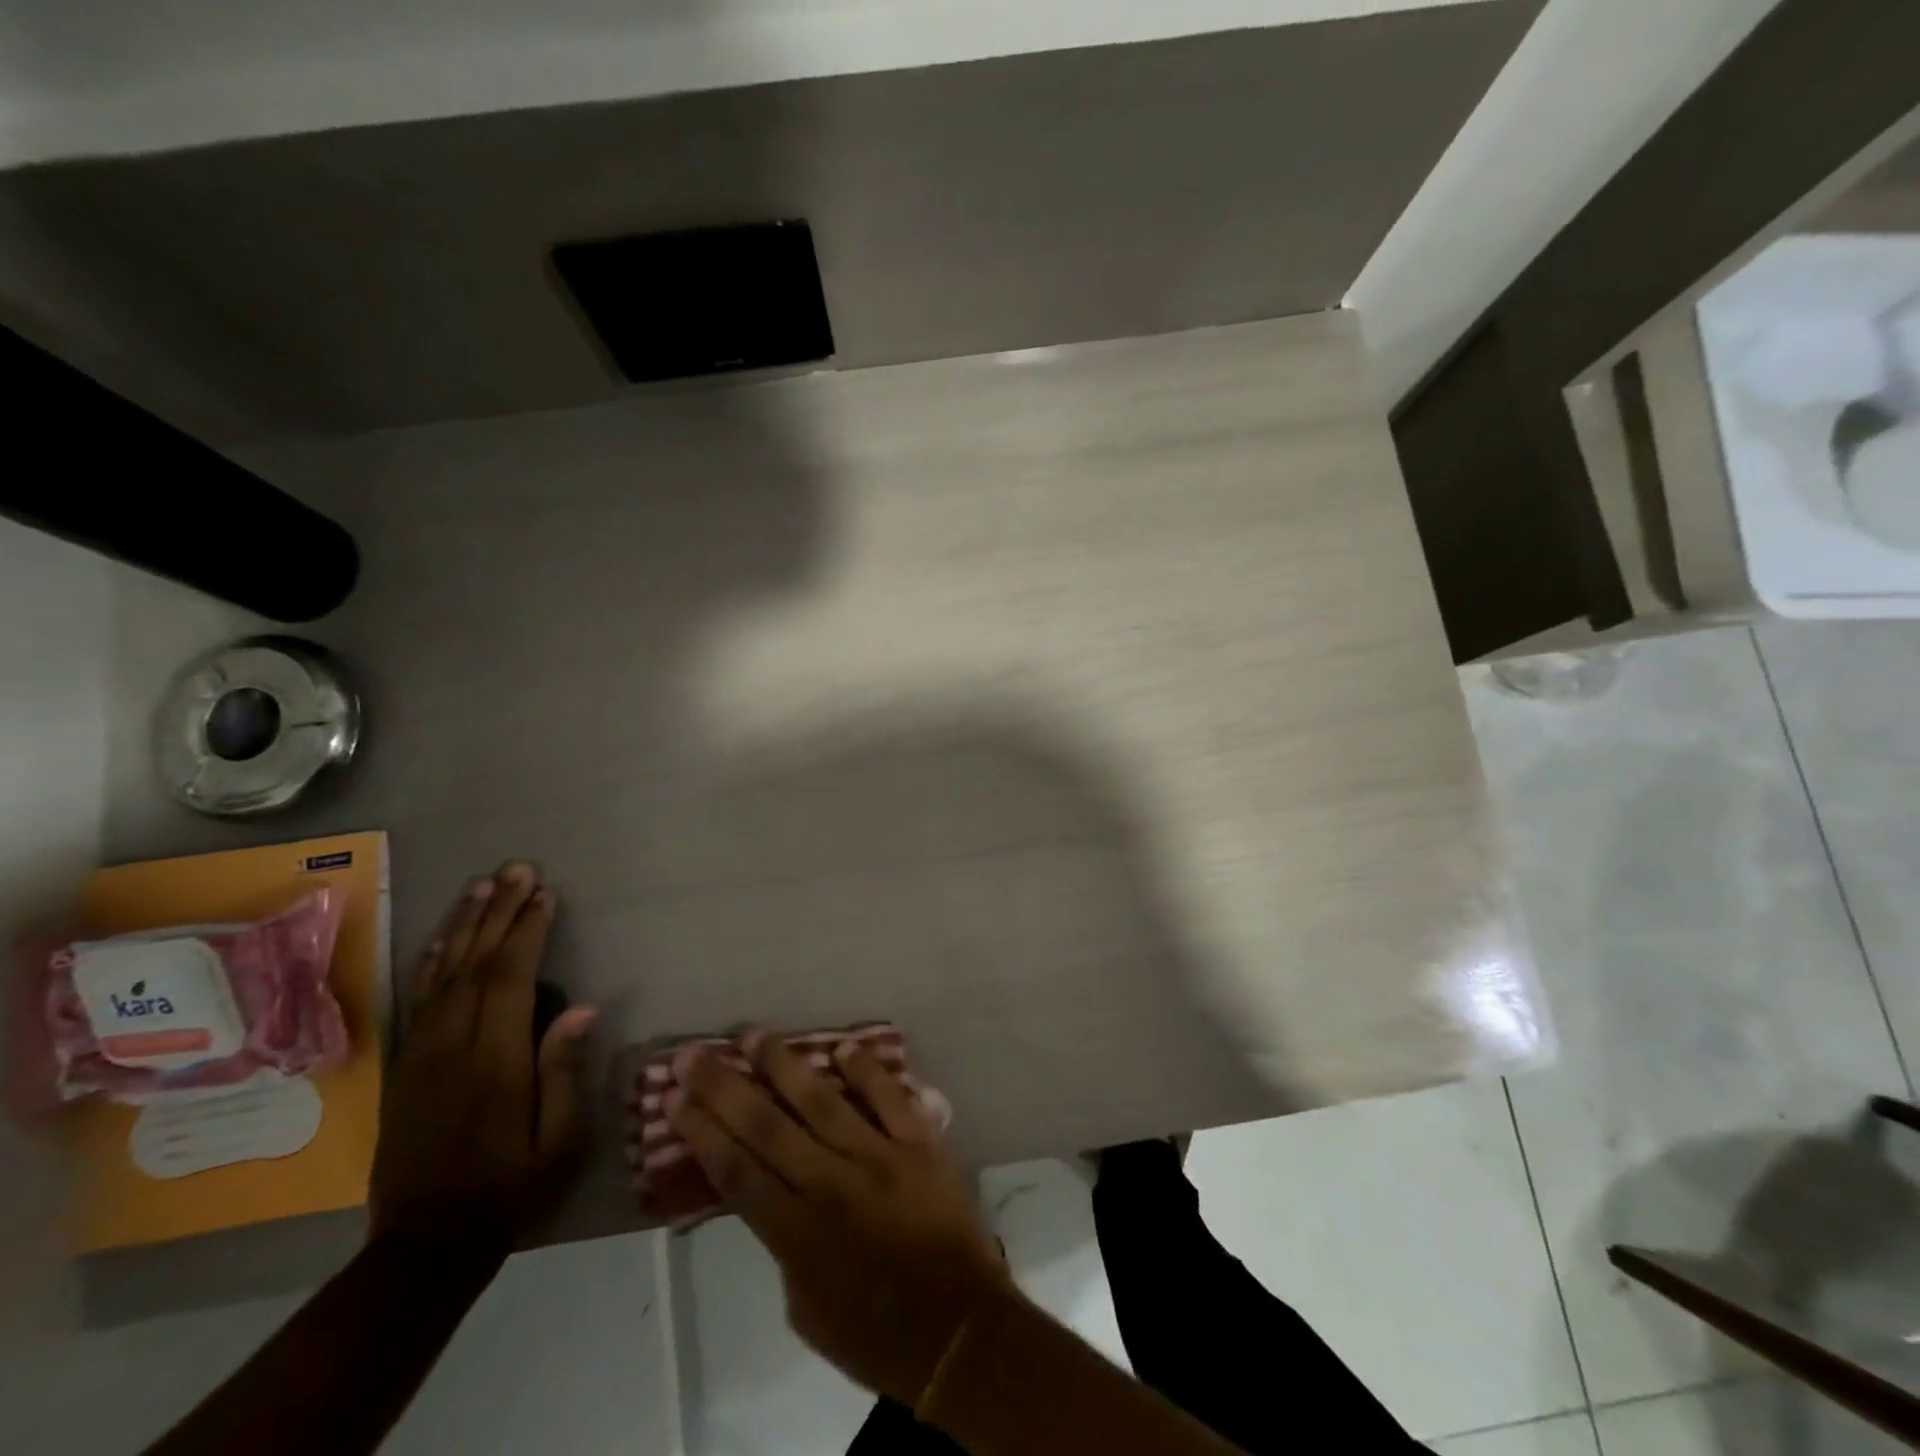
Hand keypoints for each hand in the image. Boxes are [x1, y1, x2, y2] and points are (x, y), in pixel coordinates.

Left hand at [370, 862, 596, 1249]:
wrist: (426, 1243)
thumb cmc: (510, 1188)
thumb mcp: (558, 1141)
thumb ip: (564, 1072)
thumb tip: (583, 1008)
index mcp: (494, 1061)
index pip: (509, 979)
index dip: (526, 931)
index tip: (544, 894)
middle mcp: (453, 1046)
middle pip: (474, 964)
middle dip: (497, 912)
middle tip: (516, 869)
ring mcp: (422, 1054)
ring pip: (442, 974)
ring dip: (464, 925)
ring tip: (482, 886)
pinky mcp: (406, 1066)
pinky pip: (420, 999)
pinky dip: (434, 960)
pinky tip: (446, 938)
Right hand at [666, 1028, 1008, 1405]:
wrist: (958, 1331)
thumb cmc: (873, 1332)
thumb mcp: (804, 1307)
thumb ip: (783, 1243)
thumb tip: (770, 1192)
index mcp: (795, 1233)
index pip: (736, 1170)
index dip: (701, 1132)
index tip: (675, 1098)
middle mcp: (830, 1184)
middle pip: (766, 1126)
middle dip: (725, 1087)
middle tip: (695, 1053)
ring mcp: (878, 1156)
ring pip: (822, 1100)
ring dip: (784, 1065)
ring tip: (754, 1035)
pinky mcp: (920, 1143)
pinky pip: (889, 1097)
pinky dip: (867, 1070)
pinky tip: (843, 1045)